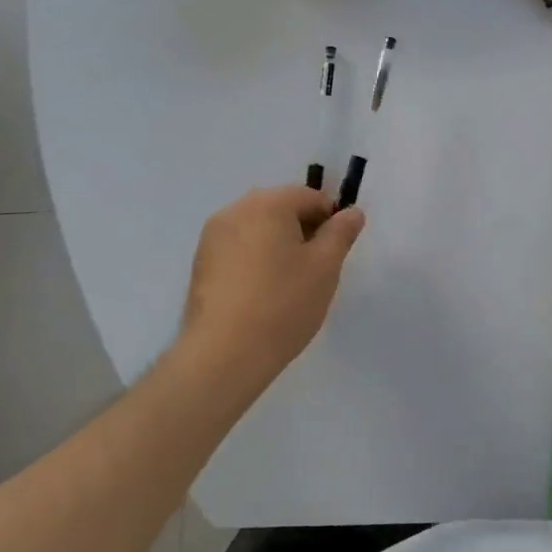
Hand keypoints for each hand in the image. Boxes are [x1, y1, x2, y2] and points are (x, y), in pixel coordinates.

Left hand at [175, 185, 364, 391]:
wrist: (223, 354)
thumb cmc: (283, 304)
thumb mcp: (325, 267)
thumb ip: (341, 233)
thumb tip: (351, 212)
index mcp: (269, 203)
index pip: (310, 197)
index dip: (331, 220)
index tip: (336, 253)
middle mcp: (236, 209)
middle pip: (281, 208)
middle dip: (303, 230)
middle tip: (316, 269)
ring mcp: (212, 236)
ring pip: (258, 228)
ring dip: (278, 244)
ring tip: (289, 283)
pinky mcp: (201, 263)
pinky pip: (238, 248)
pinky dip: (255, 259)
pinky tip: (263, 292)